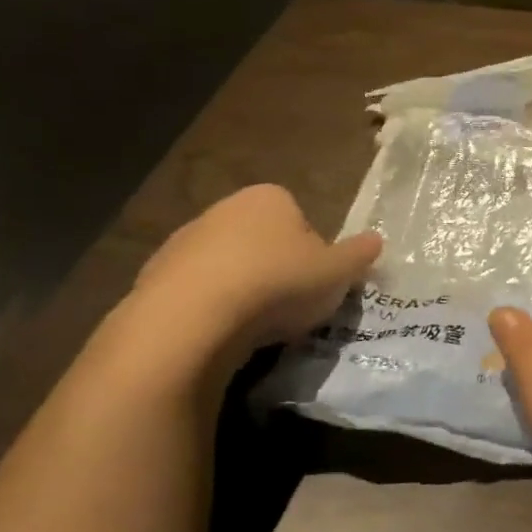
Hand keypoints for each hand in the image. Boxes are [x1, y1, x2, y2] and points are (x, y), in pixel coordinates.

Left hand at [124, 185, 380, 371]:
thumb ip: (359, 254)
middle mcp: (225, 208)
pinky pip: (197, 292)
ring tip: (255, 327)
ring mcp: (185, 240)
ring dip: (242, 289)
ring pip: (228, 266)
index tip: (316, 283)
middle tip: (289, 306)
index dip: (314, 253)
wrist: (193, 318)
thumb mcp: (337, 273)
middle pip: (263, 241)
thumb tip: (377, 240)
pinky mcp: (154, 275)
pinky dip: (211, 308)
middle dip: (276, 269)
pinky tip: (221, 334)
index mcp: (270, 197)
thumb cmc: (278, 283)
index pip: (302, 220)